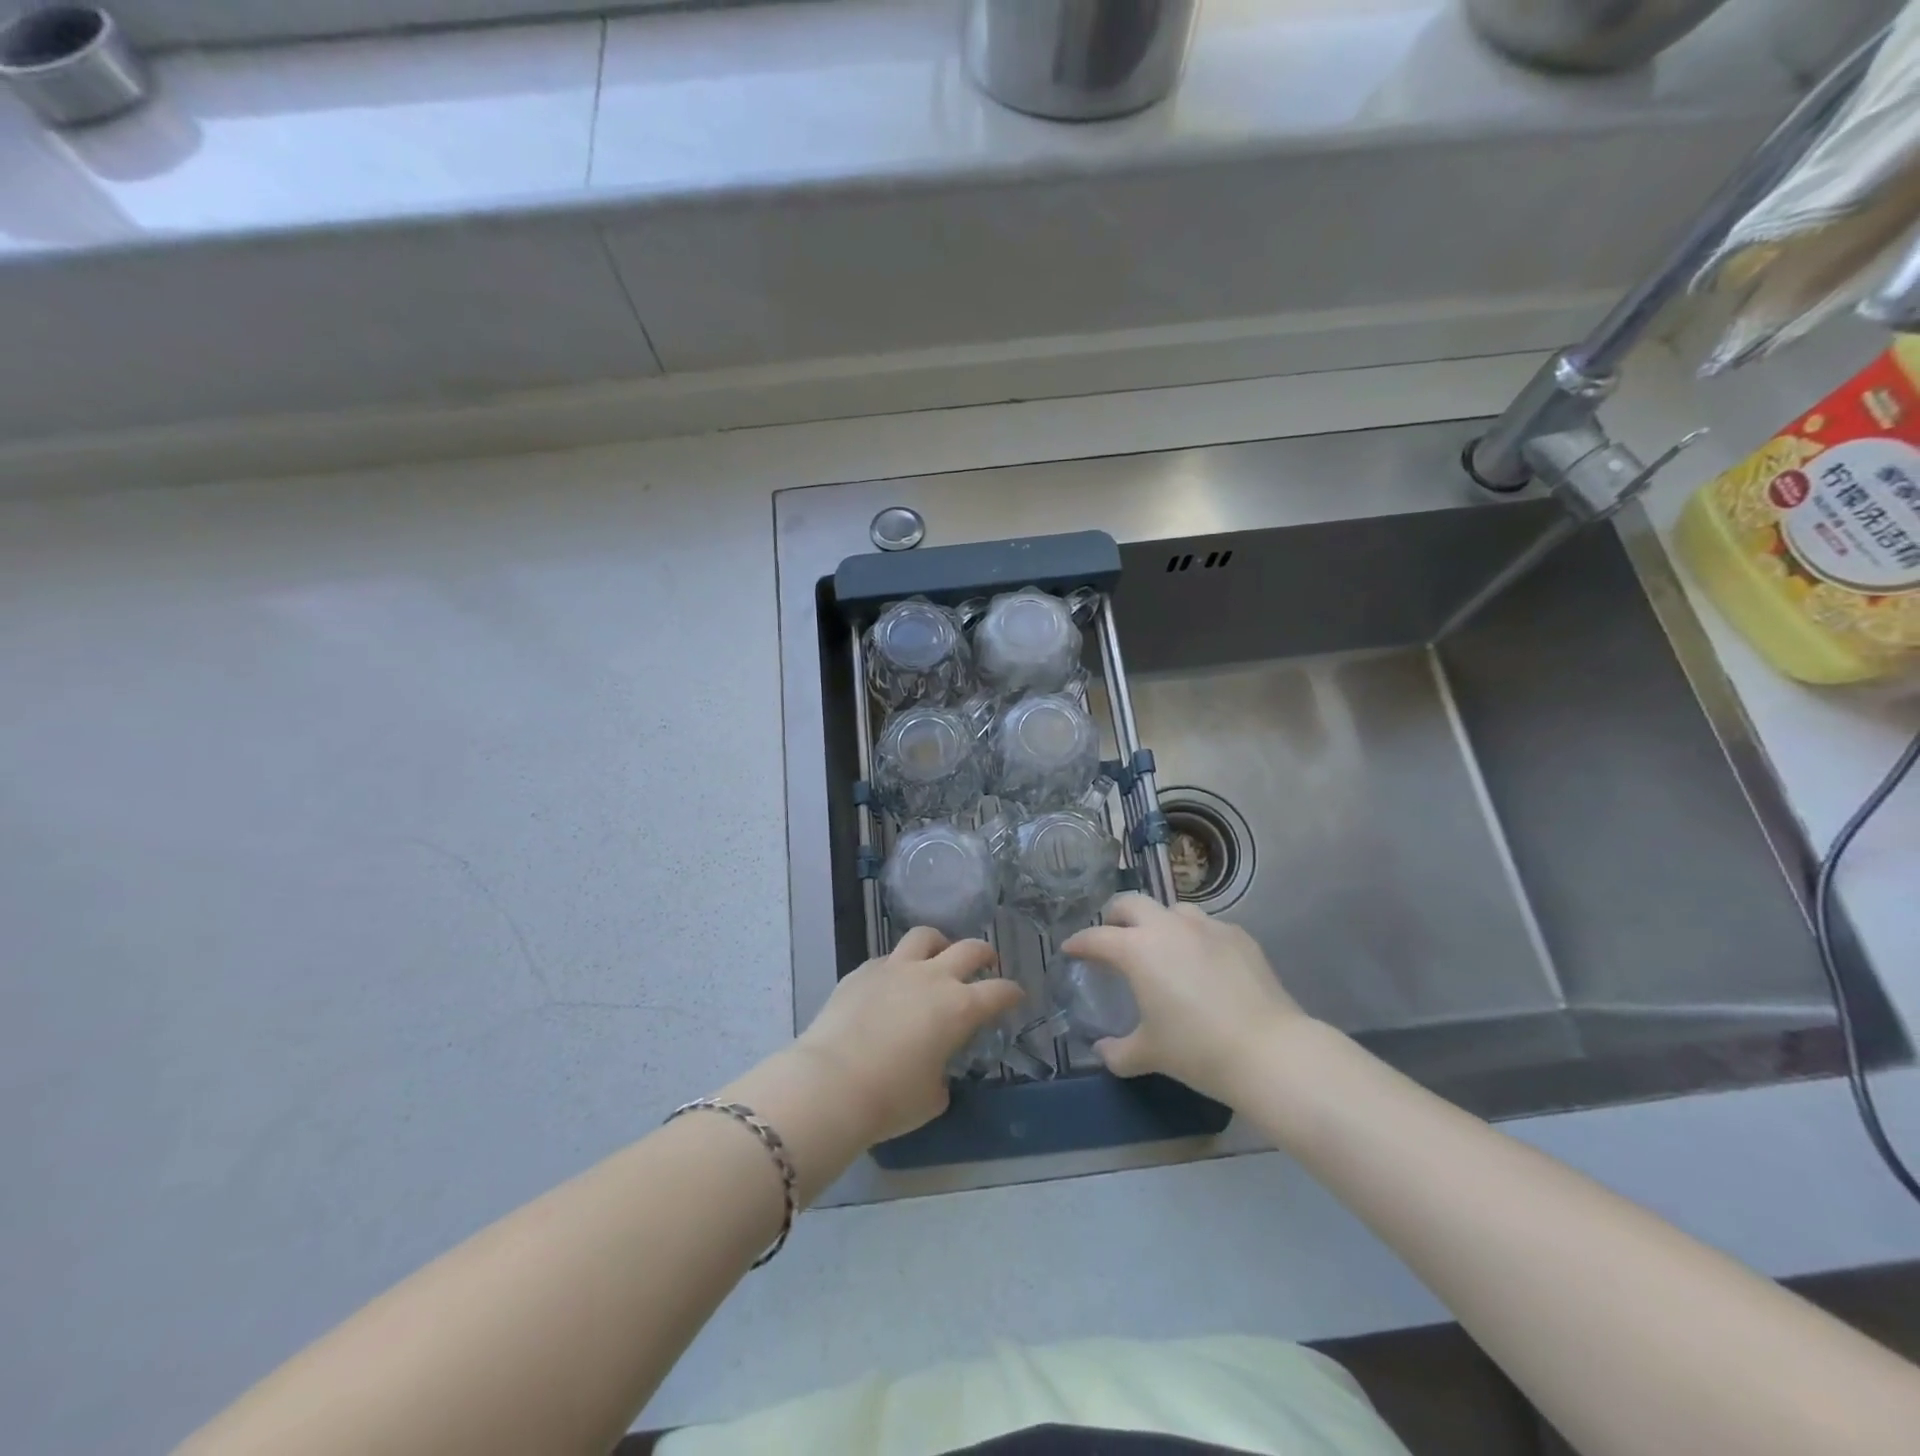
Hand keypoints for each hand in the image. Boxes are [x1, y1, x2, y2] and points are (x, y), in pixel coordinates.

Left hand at [794, 927, 1024, 1144]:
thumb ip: (941, 1077)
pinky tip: (892, 982)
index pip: (998, 992)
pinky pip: (888, 958)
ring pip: (925, 937)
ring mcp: (895, 969)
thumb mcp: (931, 1098)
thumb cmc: (890, 1099)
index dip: (1011, 993)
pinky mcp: (862, 971)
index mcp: (959, 1009)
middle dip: (984, 953)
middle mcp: (932, 978)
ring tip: (938, 955)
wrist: (831, 1083)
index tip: (1016, 995)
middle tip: (987, 962)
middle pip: (968, 949)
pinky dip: (897, 966)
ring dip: (939, 944)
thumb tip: (934, 1072)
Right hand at [1061, 894, 1306, 1105]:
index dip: (1079, 943)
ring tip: (1161, 946)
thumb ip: (1118, 1052)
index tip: (1070, 949)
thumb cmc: (1197, 1050)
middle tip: (1113, 936)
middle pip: (1131, 902)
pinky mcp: (1239, 936)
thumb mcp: (1149, 1054)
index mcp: (1137, 949)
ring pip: (1173, 909)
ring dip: (1159, 922)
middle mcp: (1168, 927)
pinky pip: (1208, 927)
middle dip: (1115, 916)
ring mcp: (1207, 927)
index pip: (1096, 937)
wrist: (1269, 1051)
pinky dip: (1196, 937)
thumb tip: (1102, 1051)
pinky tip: (1203, 962)